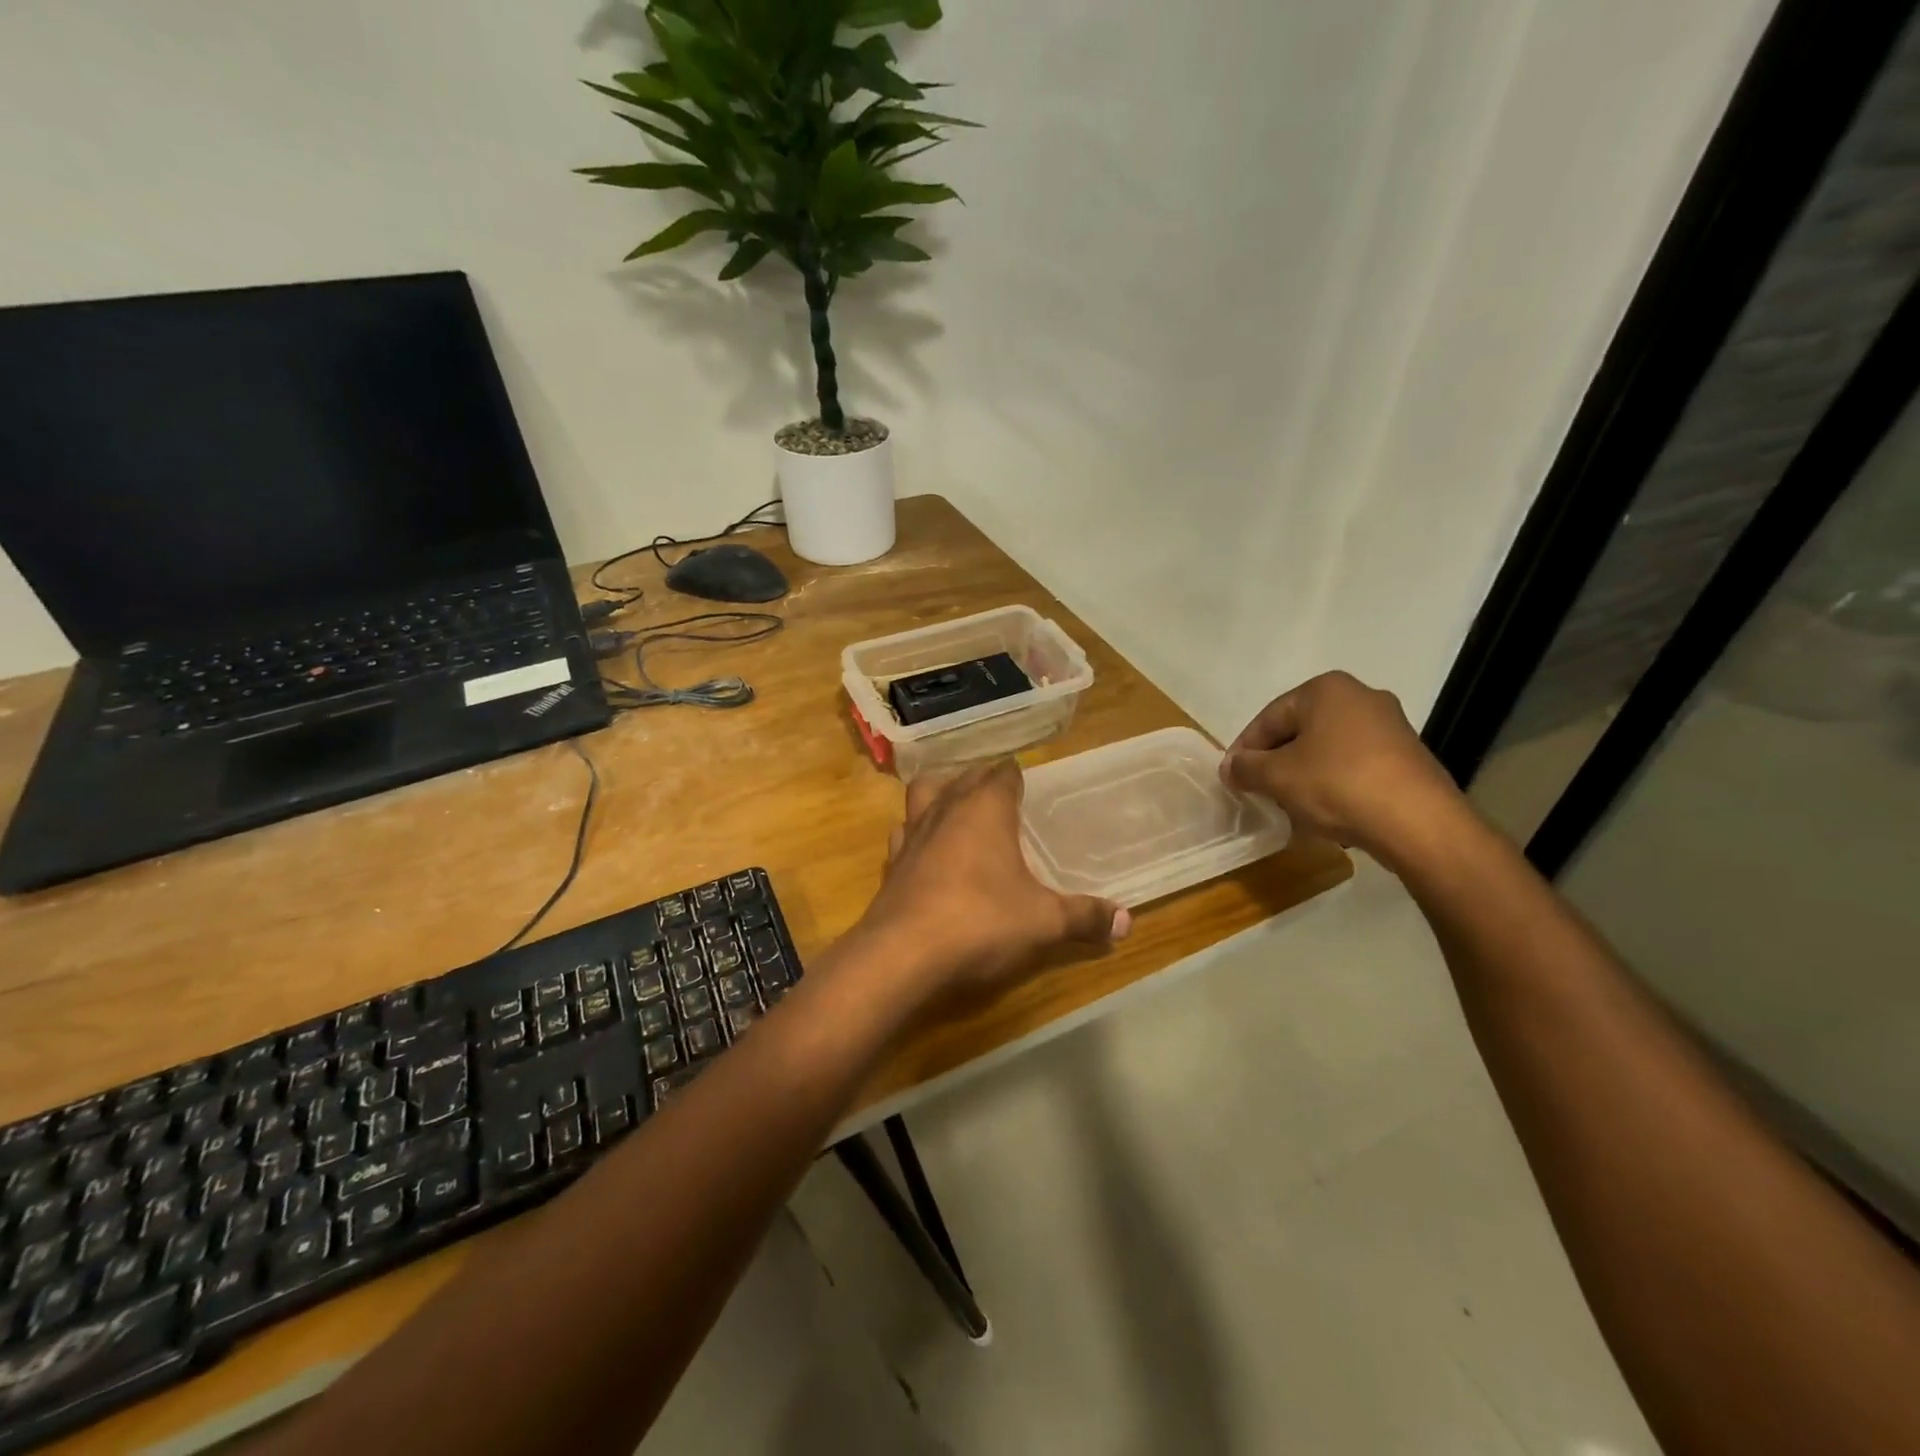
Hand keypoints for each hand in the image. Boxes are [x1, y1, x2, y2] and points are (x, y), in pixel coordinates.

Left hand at [857, 759, 1128, 1004]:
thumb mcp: (1043, 922)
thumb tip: (1126, 921)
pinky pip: (904, 834)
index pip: (1002, 774)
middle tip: (999, 792)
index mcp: (985, 809)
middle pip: (962, 778)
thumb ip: (1084, 917)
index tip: (1025, 779)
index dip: (1015, 774)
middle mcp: (945, 811)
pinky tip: (927, 852)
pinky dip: (916, 834)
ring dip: (940, 794)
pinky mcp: (891, 864)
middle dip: (980, 779)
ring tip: (957, 808)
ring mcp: (912, 835)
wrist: (901, 955)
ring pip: (923, 795)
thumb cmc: (981, 922)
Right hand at [1220, 671, 1464, 859]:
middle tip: (1259, 792)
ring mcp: (1390, 727)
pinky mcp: (1407, 757)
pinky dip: (1333, 784)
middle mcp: (1361, 697)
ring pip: (1327, 750)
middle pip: (1299, 731)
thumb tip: (1230, 768)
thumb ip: (1246, 768)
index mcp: (1326, 689)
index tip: (1233, 779)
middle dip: (1276, 762)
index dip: (1244, 750)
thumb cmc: (1337, 785)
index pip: (1268, 718)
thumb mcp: (1277, 777)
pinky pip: (1355, 766)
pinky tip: (1326, 812)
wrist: (1418, 822)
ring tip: (1290, 806)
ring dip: (1303, 775)